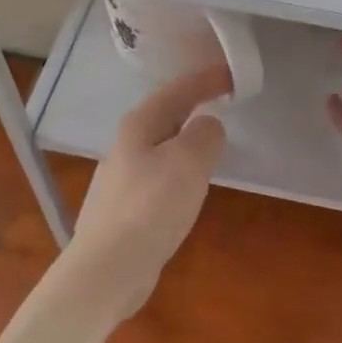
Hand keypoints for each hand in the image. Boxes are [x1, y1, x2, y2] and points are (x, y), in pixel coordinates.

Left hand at [63, 64, 229, 322]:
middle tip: (224, 101)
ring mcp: (123, 179)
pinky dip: (181, 169)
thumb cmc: (151, 207)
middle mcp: (126, 146)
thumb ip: (205, 135)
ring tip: (211, 141)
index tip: (232, 74)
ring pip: (162, 146)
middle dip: (194, 104)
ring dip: (187, 138)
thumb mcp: (189, 162)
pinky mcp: (127, 209)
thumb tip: (208, 126)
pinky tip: (189, 186)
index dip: (206, 80)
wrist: (108, 269)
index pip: (177, 91)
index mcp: (139, 126)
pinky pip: (161, 176)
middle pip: (165, 115)